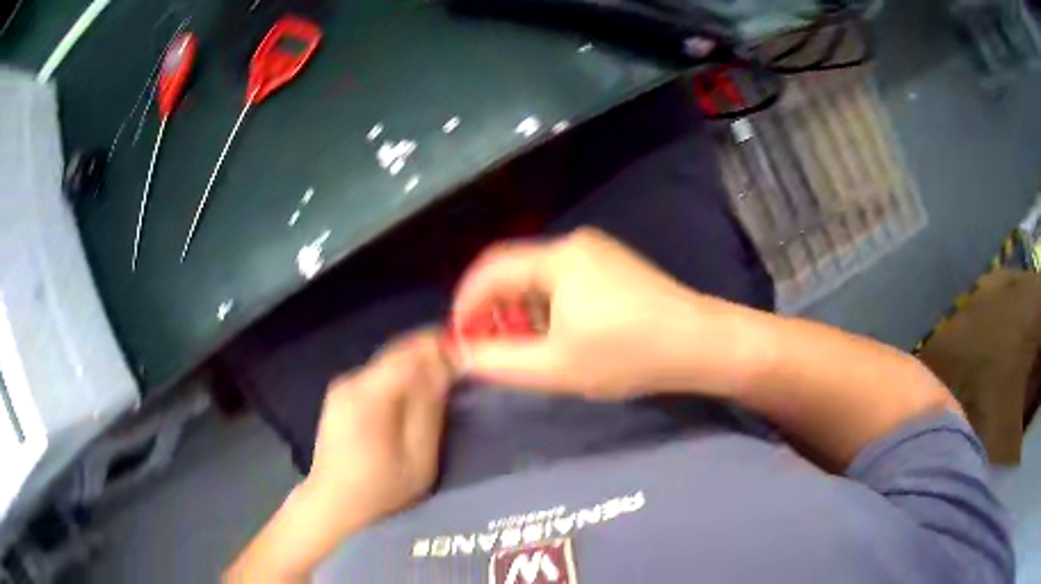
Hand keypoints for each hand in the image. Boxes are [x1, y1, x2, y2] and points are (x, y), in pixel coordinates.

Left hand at [306, 329, 454, 529]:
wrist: (334, 509)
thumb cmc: (381, 492)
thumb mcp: (417, 456)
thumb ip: (429, 407)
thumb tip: (445, 365)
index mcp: (368, 394)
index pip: (410, 352)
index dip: (441, 346)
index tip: (468, 354)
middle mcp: (350, 381)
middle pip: (397, 353)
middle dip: (430, 355)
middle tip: (461, 371)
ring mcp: (341, 388)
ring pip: (387, 364)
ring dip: (415, 368)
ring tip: (442, 385)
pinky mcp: (339, 398)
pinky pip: (377, 377)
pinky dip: (399, 380)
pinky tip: (412, 400)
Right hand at [451, 228, 744, 398]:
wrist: (700, 344)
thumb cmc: (627, 354)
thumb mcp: (555, 367)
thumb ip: (498, 362)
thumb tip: (460, 356)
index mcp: (557, 257)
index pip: (490, 270)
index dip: (465, 304)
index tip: (458, 340)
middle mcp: (574, 244)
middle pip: (514, 271)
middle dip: (492, 310)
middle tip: (487, 348)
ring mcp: (598, 253)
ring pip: (538, 278)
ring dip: (520, 311)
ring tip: (519, 348)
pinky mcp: (613, 267)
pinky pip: (563, 282)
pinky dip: (546, 308)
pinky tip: (553, 336)